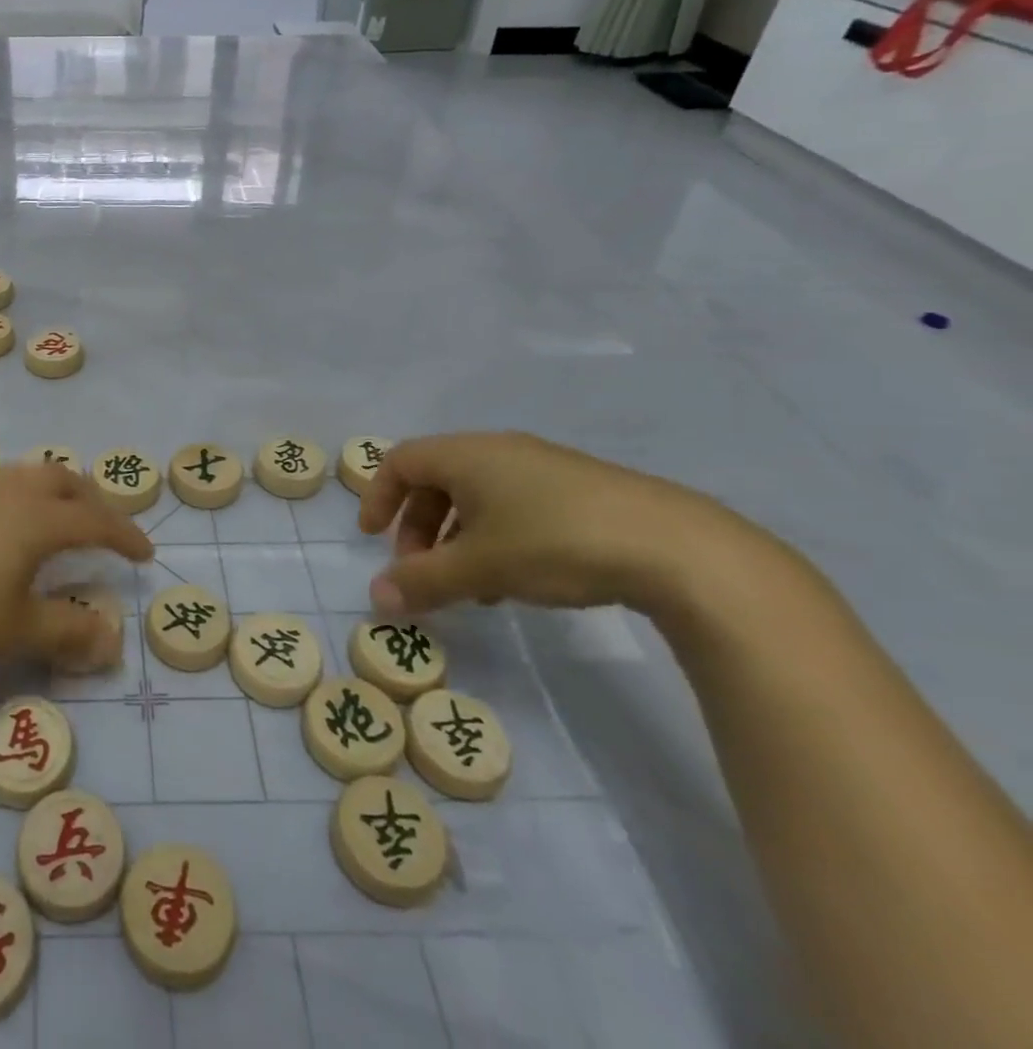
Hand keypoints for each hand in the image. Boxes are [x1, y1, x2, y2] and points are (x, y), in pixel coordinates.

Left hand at [0, 464, 153, 686]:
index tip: (146, 556)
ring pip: (28, 477)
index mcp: (34, 519)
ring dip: (57, 493)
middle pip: (61, 479)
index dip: (124, 535)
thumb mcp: (19, 633)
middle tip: (107, 530)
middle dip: (92, 499)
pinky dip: (26, 500)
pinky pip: (2, 489)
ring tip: (65, 524)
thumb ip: (70, 632)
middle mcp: (7, 497)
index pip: (93, 519)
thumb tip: (111, 637)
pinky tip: (14, 536)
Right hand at [357, 431, 790, 620]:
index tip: (371, 538)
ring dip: (457, 538)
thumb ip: (422, 581)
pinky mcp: (580, 490)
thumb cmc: (555, 543)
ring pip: (477, 496)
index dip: (378, 497)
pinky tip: (517, 581)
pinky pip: (514, 505)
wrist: (678, 549)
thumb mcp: (480, 567)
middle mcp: (499, 450)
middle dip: (418, 526)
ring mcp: (542, 467)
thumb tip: (375, 599)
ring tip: (471, 586)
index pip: (399, 461)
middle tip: (421, 570)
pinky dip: (495, 537)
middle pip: (436, 479)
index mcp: (467, 454)